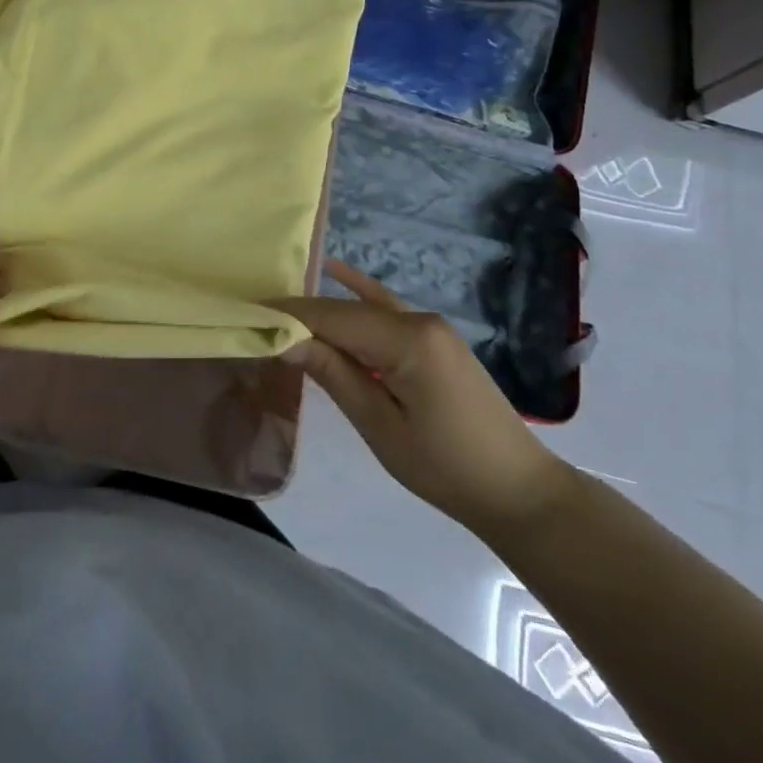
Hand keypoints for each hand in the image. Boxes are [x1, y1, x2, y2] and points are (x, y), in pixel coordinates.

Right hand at [274, 261, 571, 536]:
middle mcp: (418, 320)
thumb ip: (334, 374)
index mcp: (407, 339)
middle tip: (252, 320)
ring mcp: (429, 326)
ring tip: (277, 310)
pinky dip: (359, 294)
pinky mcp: (433, 339)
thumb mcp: (380, 426)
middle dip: (299, 315)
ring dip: (322, 312)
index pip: (331, 318)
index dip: (287, 316)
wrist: (519, 491)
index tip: (244, 315)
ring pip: (362, 309)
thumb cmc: (446, 467)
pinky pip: (387, 309)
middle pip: (344, 310)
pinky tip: (336, 271)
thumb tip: (284, 338)